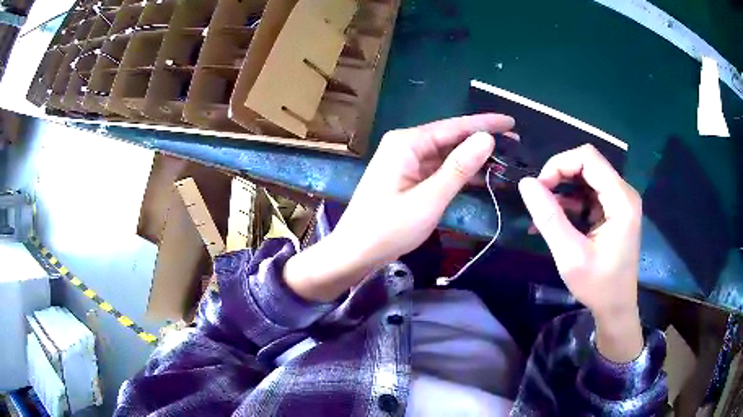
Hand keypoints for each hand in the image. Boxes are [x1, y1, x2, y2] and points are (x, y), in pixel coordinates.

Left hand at [284, 114, 514, 301]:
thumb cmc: (388, 228)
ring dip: (474, 160)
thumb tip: (486, 138)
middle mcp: (406, 146)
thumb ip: (458, 168)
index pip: (454, 126)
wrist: (354, 253)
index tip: (511, 122)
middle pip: (451, 139)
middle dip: (482, 142)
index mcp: (407, 143)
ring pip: (447, 156)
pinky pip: (439, 171)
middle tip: (516, 144)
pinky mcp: (408, 179)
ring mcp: (406, 163)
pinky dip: (459, 175)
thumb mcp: (429, 199)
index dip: (484, 124)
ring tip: (506, 162)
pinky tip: (482, 177)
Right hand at [518, 144, 642, 361]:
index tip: (540, 189)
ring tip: (543, 214)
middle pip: (587, 164)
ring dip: (562, 190)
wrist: (616, 308)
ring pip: (586, 177)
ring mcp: (620, 200)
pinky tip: (555, 220)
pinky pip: (589, 193)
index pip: (588, 158)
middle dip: (559, 176)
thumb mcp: (570, 255)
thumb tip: (526, 183)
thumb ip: (549, 218)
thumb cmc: (598, 286)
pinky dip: (570, 202)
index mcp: (621, 200)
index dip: (559, 164)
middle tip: (539, 201)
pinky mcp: (614, 210)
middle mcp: (624, 192)